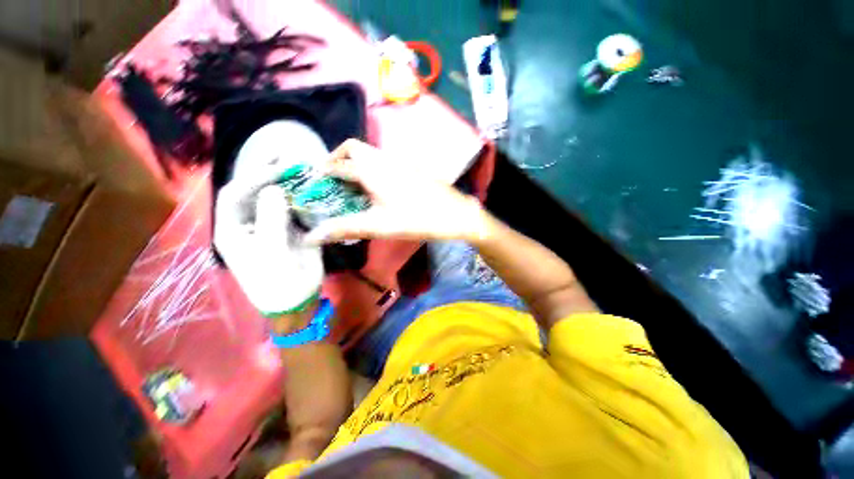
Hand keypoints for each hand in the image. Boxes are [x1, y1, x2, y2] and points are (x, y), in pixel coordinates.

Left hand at [214, 171, 323, 314]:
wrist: (299, 298)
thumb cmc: (280, 282)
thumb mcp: (273, 254)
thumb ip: (271, 221)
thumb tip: (273, 190)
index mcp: (234, 230)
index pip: (235, 195)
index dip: (252, 178)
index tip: (277, 167)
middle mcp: (249, 223)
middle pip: (252, 192)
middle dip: (266, 173)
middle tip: (286, 156)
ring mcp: (270, 224)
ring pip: (273, 197)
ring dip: (285, 182)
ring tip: (299, 166)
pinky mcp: (289, 228)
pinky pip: (291, 206)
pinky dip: (299, 195)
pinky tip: (309, 186)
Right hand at [305, 139, 491, 243]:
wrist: (456, 213)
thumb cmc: (417, 219)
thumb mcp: (379, 226)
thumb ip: (346, 228)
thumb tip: (311, 237)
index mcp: (372, 170)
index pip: (337, 165)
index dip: (322, 173)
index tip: (313, 184)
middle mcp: (383, 159)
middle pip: (353, 149)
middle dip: (337, 159)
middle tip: (332, 180)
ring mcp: (399, 162)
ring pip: (369, 153)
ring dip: (355, 164)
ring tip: (350, 187)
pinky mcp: (410, 168)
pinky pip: (382, 161)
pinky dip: (371, 168)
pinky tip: (375, 189)